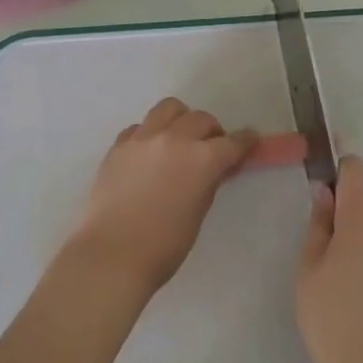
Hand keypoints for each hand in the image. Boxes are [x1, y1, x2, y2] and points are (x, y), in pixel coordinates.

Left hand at [65, 98, 256, 298]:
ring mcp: (143, 138)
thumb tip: (213, 169)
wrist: (111, 254)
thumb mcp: (197, 214)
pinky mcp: (119, 145)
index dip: (245, 141)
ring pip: (169, 108)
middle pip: (201, 119)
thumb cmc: (163, 246)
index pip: (232, 142)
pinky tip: (149, 153)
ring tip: (179, 138)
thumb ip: (208, 183)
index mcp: (201, 159)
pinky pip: (140, 127)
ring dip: (181, 119)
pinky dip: (150, 134)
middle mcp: (174, 139)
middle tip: (211, 148)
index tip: (250, 139)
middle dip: (212, 131)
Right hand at [296, 156, 362, 362]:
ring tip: (340, 293)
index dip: (337, 172)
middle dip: (343, 225)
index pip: (355, 171)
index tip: (320, 194)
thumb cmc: (335, 323)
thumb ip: (318, 227)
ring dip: (360, 252)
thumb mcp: (309, 272)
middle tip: (320, 263)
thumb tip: (325, 194)